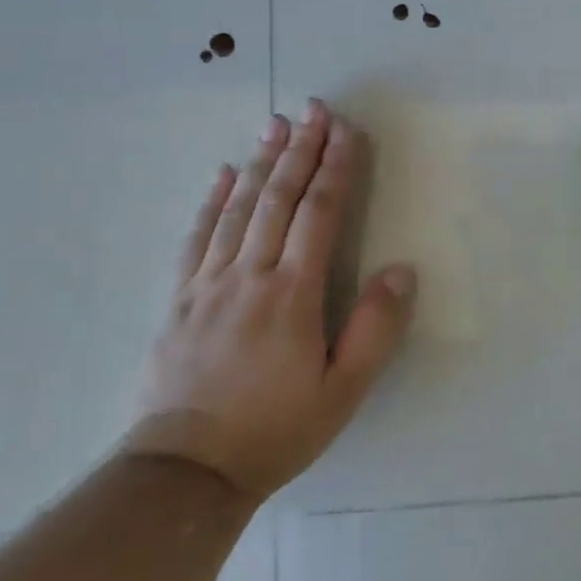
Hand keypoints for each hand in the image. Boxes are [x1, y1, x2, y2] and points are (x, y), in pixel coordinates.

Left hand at [124, 100, 415, 501]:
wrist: (185, 472)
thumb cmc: (275, 430)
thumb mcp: (343, 392)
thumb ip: (375, 329)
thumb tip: (402, 270)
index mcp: (293, 294)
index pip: (319, 214)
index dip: (336, 168)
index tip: (347, 131)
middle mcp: (250, 275)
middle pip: (278, 198)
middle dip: (301, 149)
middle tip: (315, 107)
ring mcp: (208, 283)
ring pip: (238, 208)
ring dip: (260, 161)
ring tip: (276, 123)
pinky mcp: (179, 298)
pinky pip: (197, 236)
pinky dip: (212, 200)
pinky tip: (222, 173)